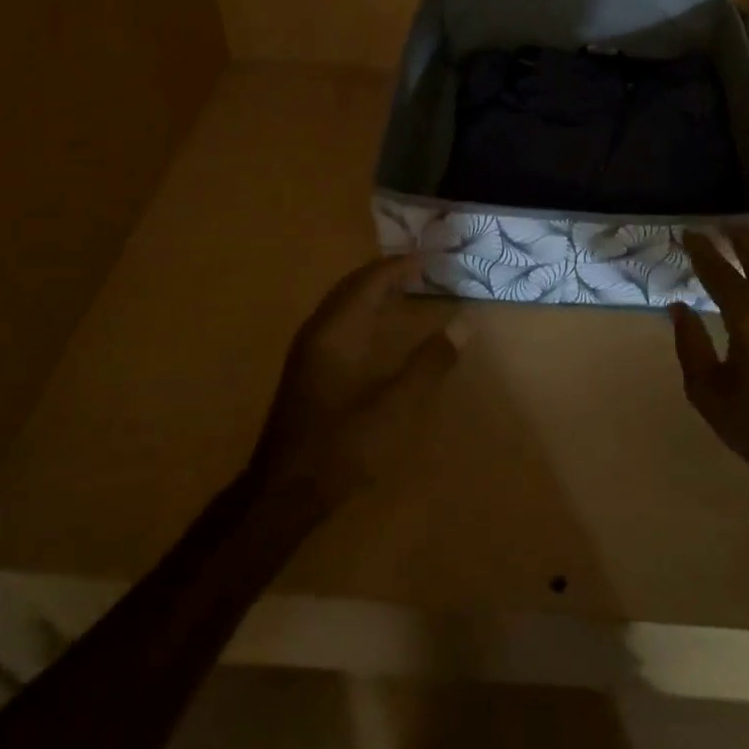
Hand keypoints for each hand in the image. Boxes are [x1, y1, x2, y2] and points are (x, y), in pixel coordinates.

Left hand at [249, 256, 459, 506]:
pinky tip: (374, 329)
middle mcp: (318, 331)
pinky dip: (360, 310)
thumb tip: (464, 323)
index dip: (399, 266)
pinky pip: (336, 320)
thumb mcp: (396, 405)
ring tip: (402, 289)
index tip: (429, 258)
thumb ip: (430, 362)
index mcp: (337, 331)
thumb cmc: (343, 443)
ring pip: (341, 303)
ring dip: (370, 291)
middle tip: (417, 268)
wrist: (284, 491)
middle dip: (384, 273)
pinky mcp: (305, 370)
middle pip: (351, 286)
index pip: (370, 282)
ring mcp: (307, 351)